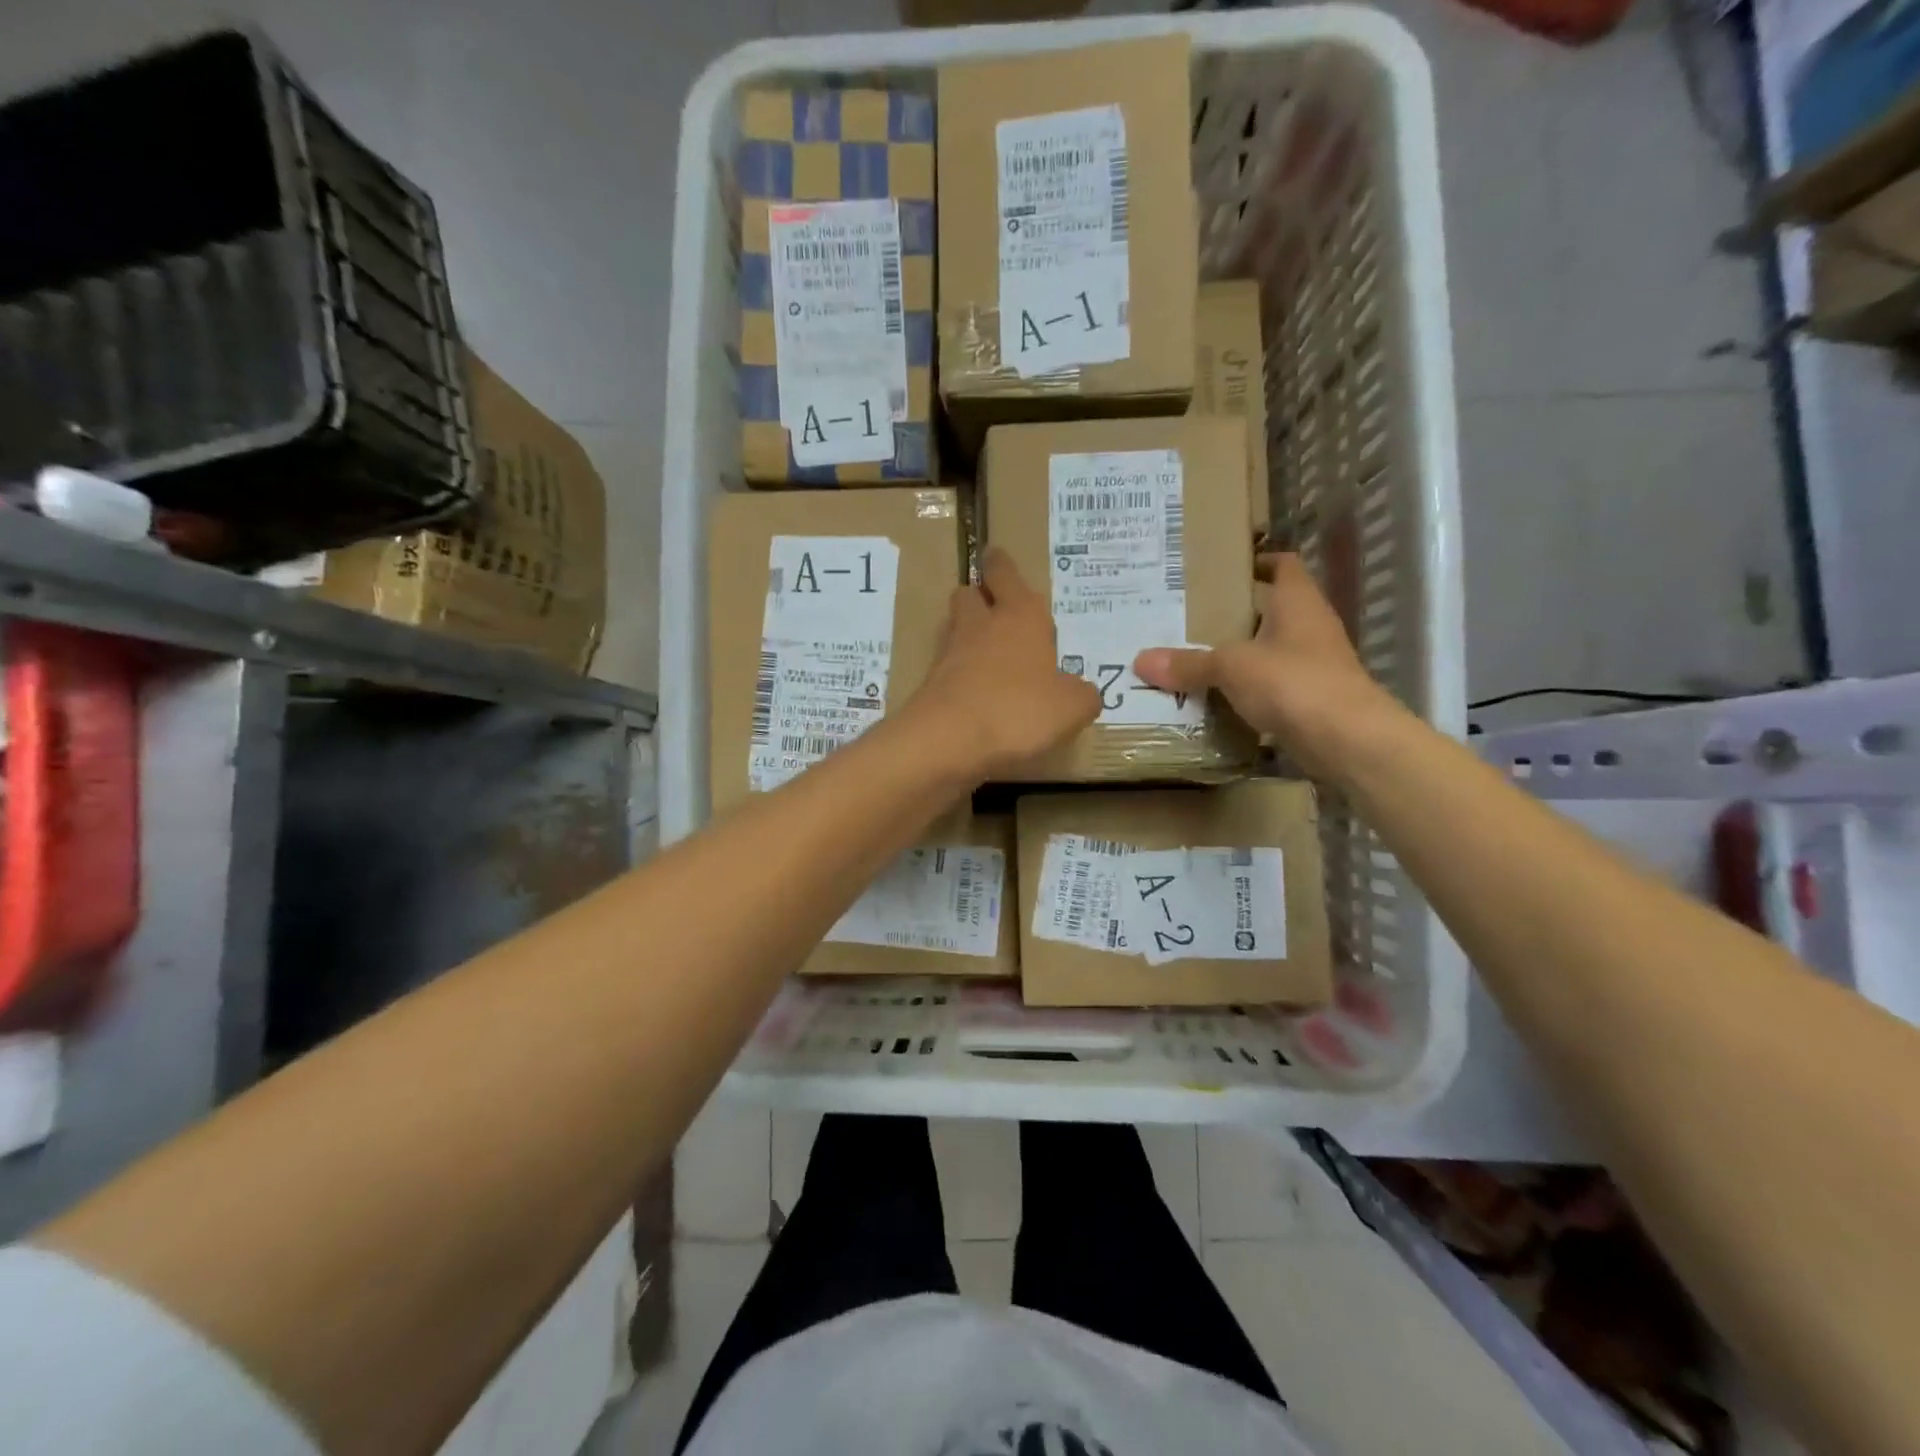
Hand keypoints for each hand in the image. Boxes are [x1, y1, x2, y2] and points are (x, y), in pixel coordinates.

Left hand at [909, 547, 1099, 778]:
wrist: (949, 741)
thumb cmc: (1019, 710)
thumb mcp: (1072, 707)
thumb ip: (1082, 695)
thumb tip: (1082, 693)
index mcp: (1020, 616)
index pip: (1005, 573)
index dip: (1001, 565)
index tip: (997, 558)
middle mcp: (982, 625)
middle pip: (970, 593)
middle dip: (981, 597)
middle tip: (998, 612)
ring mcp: (950, 654)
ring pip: (955, 628)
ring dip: (969, 634)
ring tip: (991, 656)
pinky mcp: (931, 684)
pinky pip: (948, 668)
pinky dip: (960, 673)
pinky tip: (978, 693)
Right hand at [1133, 552, 1404, 778]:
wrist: (1348, 741)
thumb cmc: (1293, 682)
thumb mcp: (1232, 667)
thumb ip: (1189, 663)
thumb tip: (1140, 660)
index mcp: (1298, 602)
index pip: (1283, 565)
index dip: (1256, 562)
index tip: (1221, 569)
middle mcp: (1310, 627)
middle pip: (1271, 610)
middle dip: (1234, 613)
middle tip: (1189, 616)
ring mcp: (1313, 665)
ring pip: (1270, 650)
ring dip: (1239, 654)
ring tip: (1194, 656)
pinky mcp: (1310, 700)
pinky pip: (1271, 686)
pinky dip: (1247, 690)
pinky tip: (1216, 698)